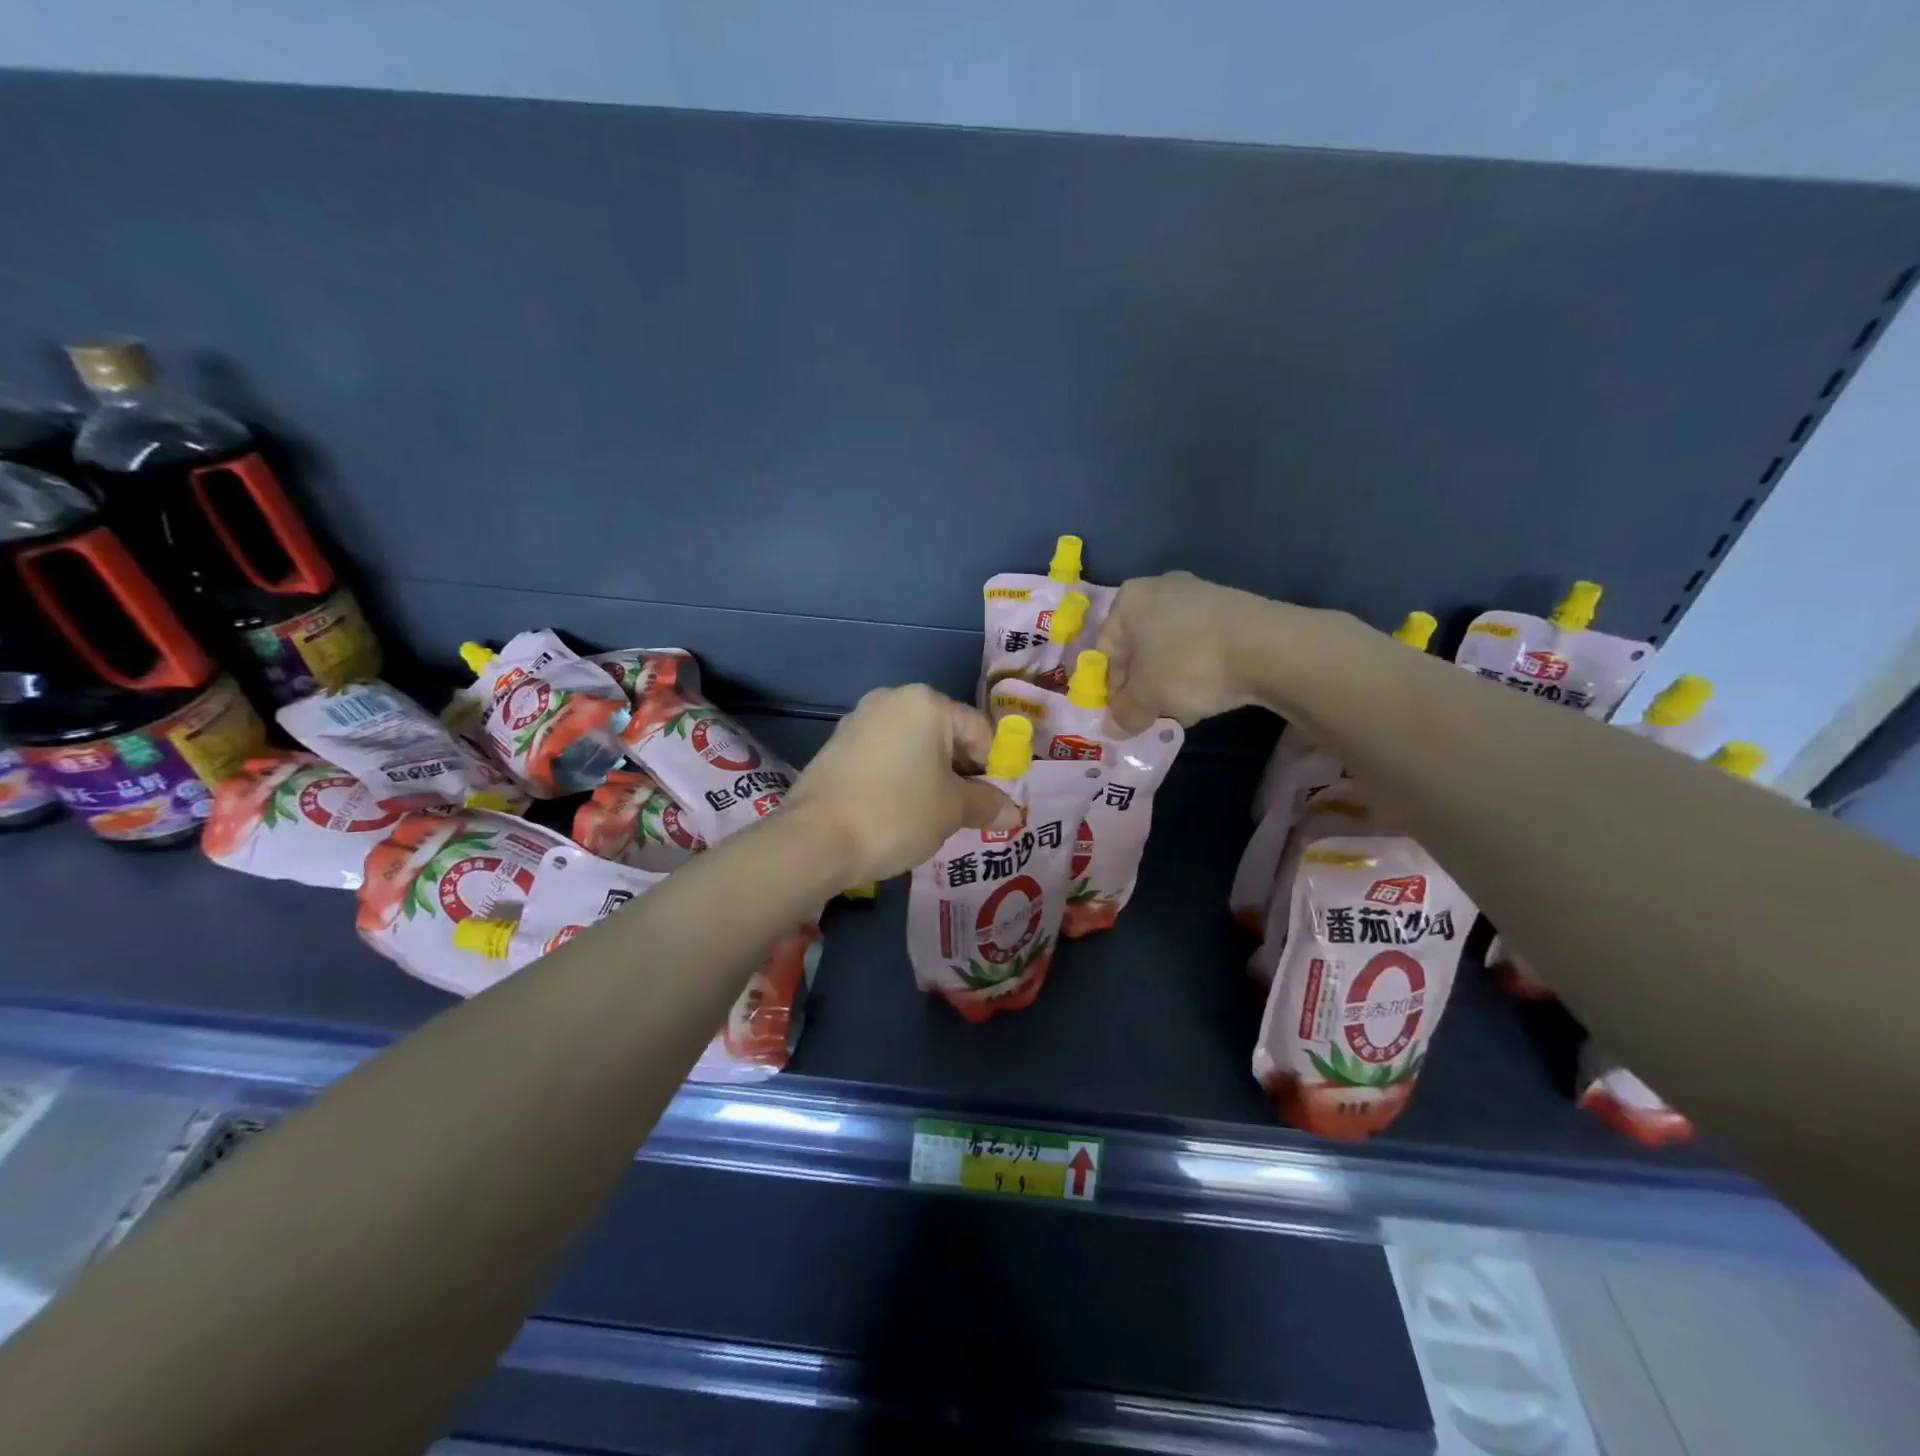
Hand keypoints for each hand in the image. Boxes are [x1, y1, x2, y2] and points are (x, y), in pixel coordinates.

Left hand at [783, 685, 1020, 882]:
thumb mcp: (952, 810)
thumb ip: (986, 804)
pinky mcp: (837, 746)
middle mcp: (891, 700)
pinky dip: (900, 779)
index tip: (992, 804)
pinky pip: (885, 757)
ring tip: (932, 816)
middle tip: (965, 813)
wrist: (815, 840)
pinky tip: (898, 812)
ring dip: (931, 777)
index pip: (979, 730)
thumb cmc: (896, 813)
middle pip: (945, 735)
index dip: (994, 768)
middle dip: (960, 773)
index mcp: (926, 703)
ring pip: (913, 747)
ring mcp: (859, 721)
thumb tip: (1013, 812)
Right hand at [1095, 572, 1288, 731]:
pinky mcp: (1230, 606)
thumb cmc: (1189, 665)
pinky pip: (1199, 643)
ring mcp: (1197, 593)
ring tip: (1186, 706)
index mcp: (1128, 600)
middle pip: (1138, 648)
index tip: (1126, 716)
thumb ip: (1124, 714)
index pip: (1105, 652)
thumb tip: (1114, 727)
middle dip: (1143, 684)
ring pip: (1169, 647)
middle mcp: (1158, 587)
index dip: (1111, 690)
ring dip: (1170, 679)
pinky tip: (1211, 690)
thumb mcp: (1147, 698)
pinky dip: (1198, 667)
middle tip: (1154, 713)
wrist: (1269, 647)